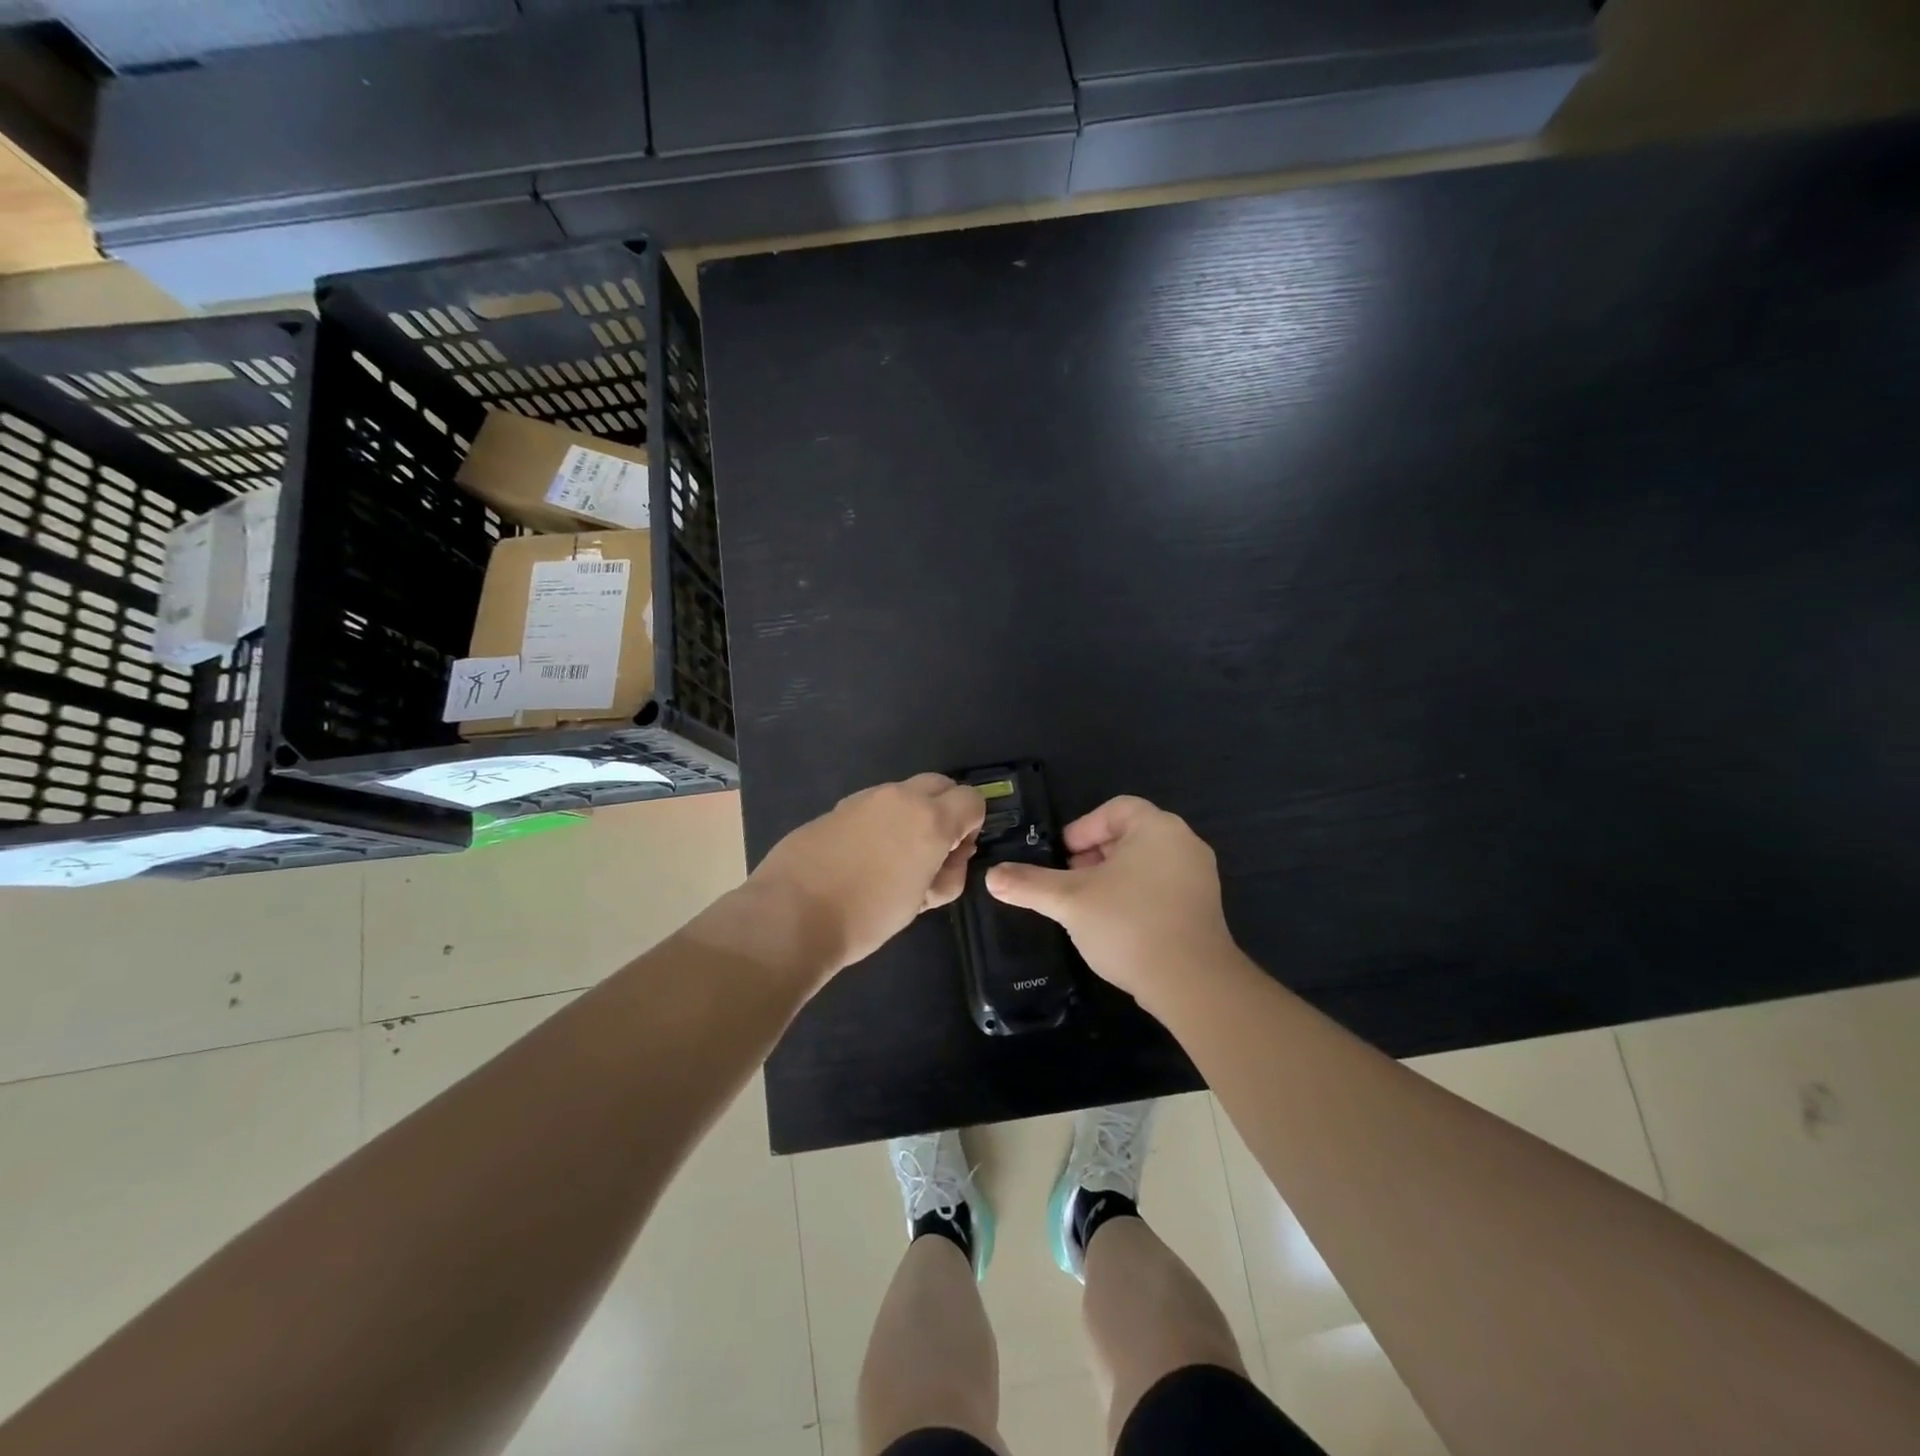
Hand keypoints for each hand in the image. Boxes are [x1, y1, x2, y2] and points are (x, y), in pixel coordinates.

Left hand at [748, 773, 985, 974]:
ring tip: (893, 857)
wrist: (792, 914)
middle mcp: (901, 797)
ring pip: (904, 793)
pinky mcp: (837, 807)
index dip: (972, 824)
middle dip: (945, 809)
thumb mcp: (922, 902)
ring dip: (911, 813)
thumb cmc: (867, 916)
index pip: (972, 799)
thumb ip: (947, 872)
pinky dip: (880, 820)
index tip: (956, 851)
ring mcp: (865, 798)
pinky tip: (861, 856)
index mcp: (930, 819)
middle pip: (940, 784)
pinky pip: (873, 805)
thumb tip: (951, 855)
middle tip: (931, 849)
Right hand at [984, 795, 1236, 1010]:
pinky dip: (1135, 896)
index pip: (1115, 809)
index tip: (1061, 856)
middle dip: (1094, 855)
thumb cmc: (1129, 925)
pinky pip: (1162, 888)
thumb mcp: (1070, 901)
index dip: (1083, 828)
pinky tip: (1115, 925)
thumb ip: (1030, 884)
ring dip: (1112, 877)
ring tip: (1087, 905)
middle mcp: (1184, 843)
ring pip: (1145, 863)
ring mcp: (1199, 877)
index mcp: (1157, 827)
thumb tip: (992, 876)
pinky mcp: (1204, 908)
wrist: (1192, 984)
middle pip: (1129, 835)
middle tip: (1069, 881)